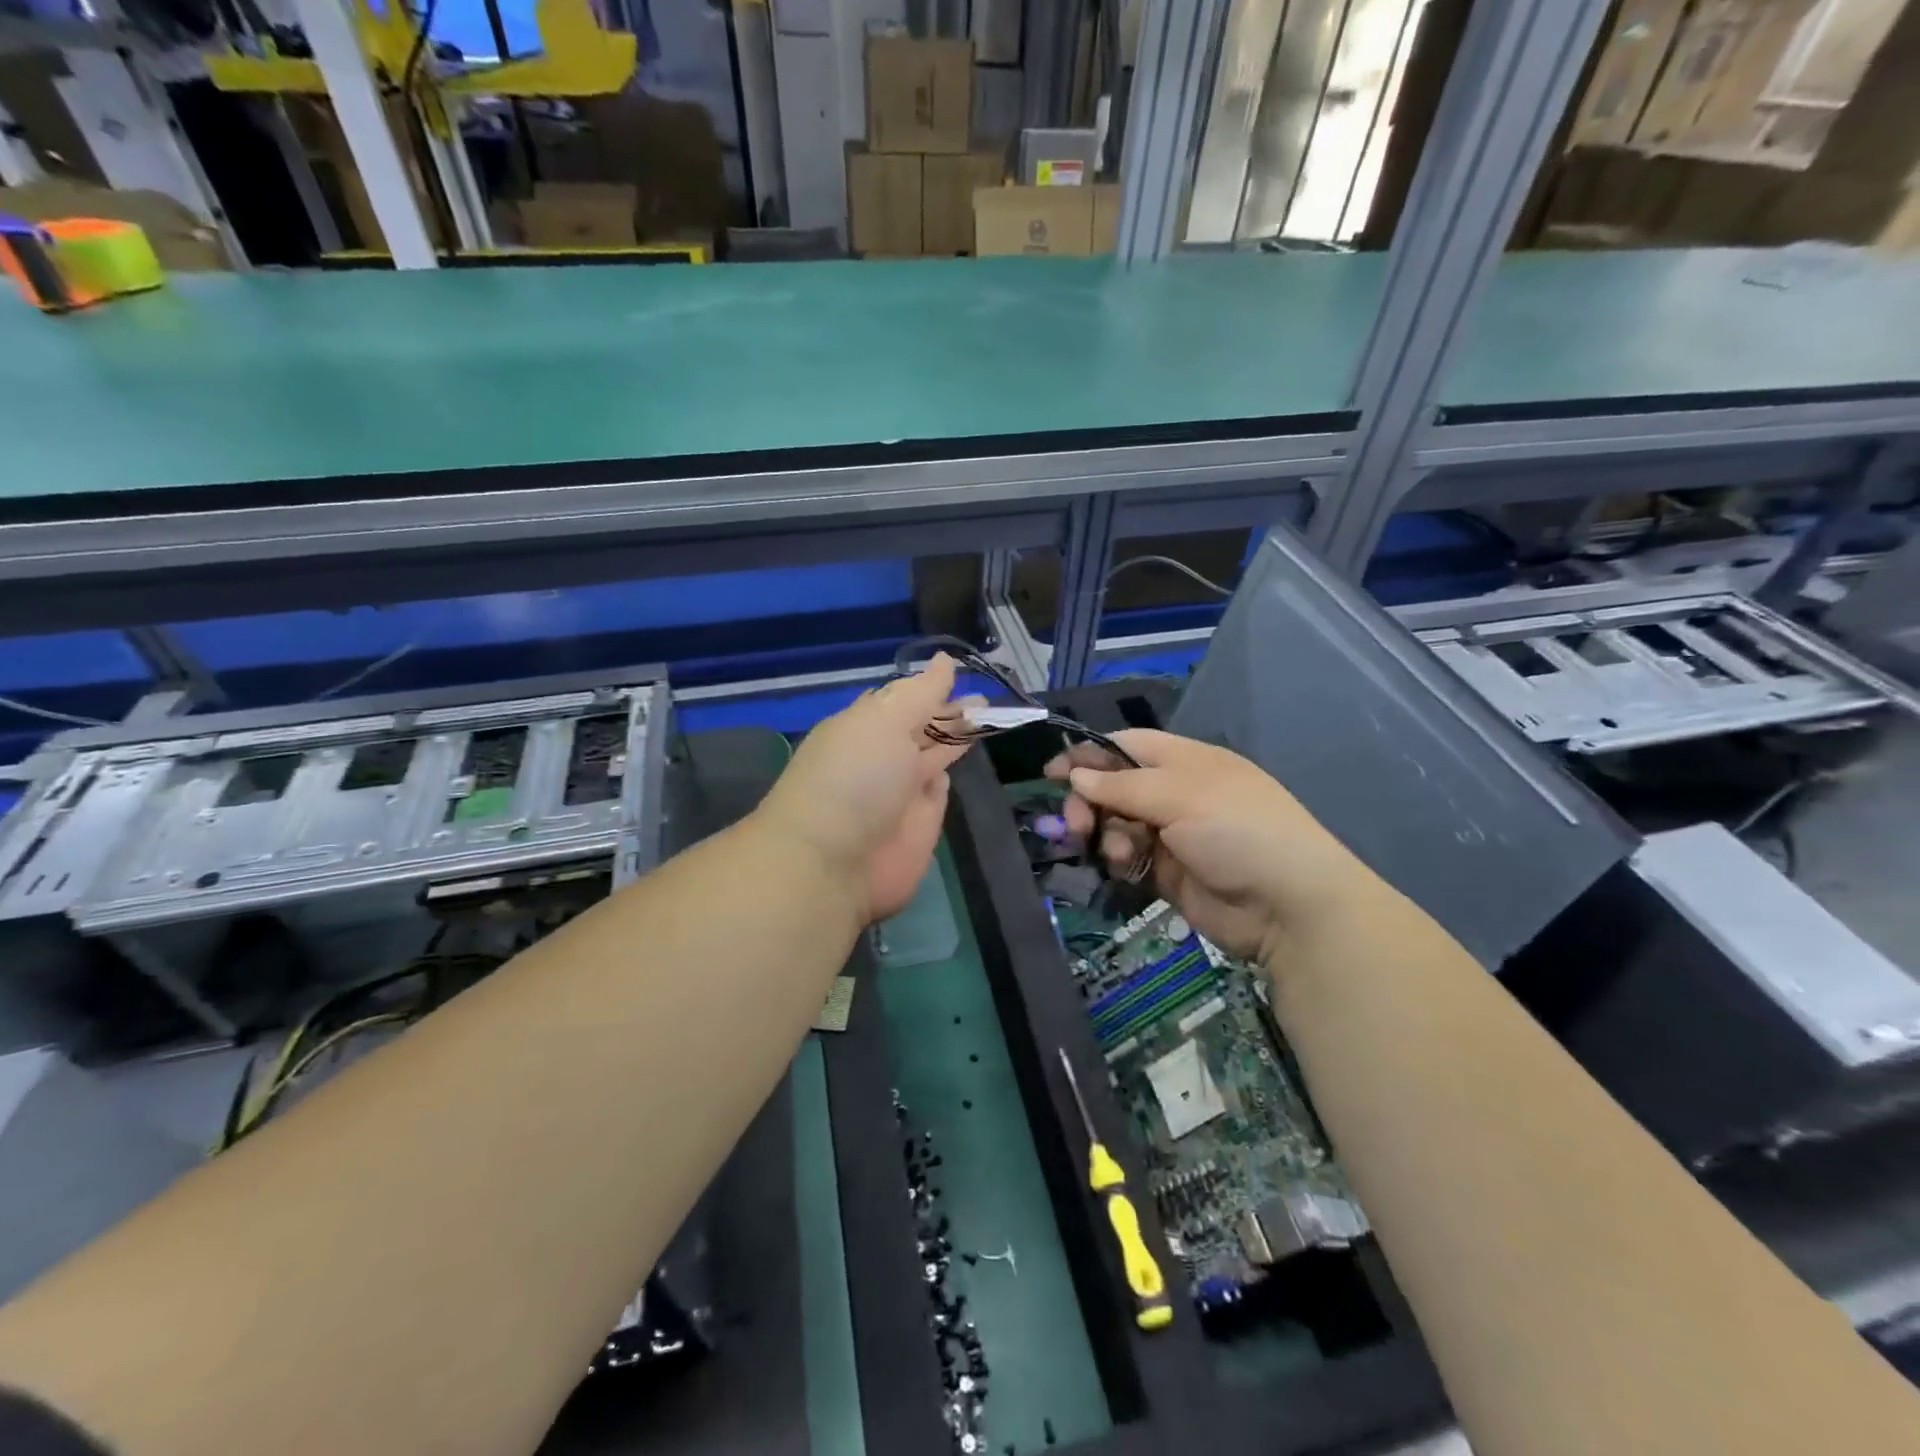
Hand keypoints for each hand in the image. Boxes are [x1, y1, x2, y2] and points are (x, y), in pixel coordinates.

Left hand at [758, 655, 973, 922]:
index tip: (962, 672)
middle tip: (986, 699)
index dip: (932, 686)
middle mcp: (884, 754)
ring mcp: (902, 791)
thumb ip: (921, 693)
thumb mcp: (885, 721)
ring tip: (990, 717)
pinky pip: (939, 792)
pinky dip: (948, 775)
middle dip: (952, 711)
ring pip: (935, 756)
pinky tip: (963, 758)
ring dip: (957, 738)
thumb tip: (946, 660)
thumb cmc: (855, 778)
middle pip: (924, 727)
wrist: (833, 863)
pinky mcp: (920, 825)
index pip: (904, 698)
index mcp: (866, 725)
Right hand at [1045, 729, 1377, 966]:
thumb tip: (1076, 775)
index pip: (1125, 746)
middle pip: (1114, 788)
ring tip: (1115, 853)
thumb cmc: (1237, 830)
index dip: (1088, 756)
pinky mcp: (1167, 874)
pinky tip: (1125, 869)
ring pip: (1116, 825)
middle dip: (1089, 802)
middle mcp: (1175, 793)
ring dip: (1105, 835)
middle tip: (1074, 825)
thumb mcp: (1180, 795)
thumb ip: (1122, 785)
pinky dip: (1119, 861)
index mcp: (1184, 761)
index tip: (1052, 774)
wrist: (1288, 906)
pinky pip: (1128, 859)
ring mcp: (1172, 835)